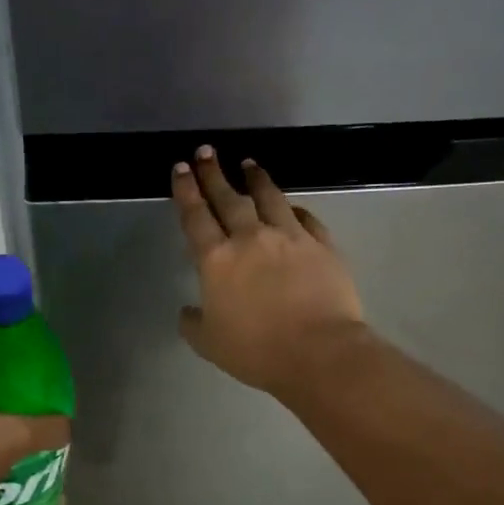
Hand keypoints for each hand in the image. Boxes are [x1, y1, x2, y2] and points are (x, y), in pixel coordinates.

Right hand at [171, 146, 367, 395]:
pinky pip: (305, 218)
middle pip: (228, 198)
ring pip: (270, 198)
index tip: (181, 168)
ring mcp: (290, 238)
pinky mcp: (322, 245)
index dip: (186, 191)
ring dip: (256, 179)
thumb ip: (194, 323)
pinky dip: (294, 210)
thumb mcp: (210, 344)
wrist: (319, 353)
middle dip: (214, 173)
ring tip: (249, 164)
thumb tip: (188, 311)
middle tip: (206, 152)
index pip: (195, 217)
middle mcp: (251, 238)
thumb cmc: (256, 351)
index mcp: (217, 260)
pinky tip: (291, 206)